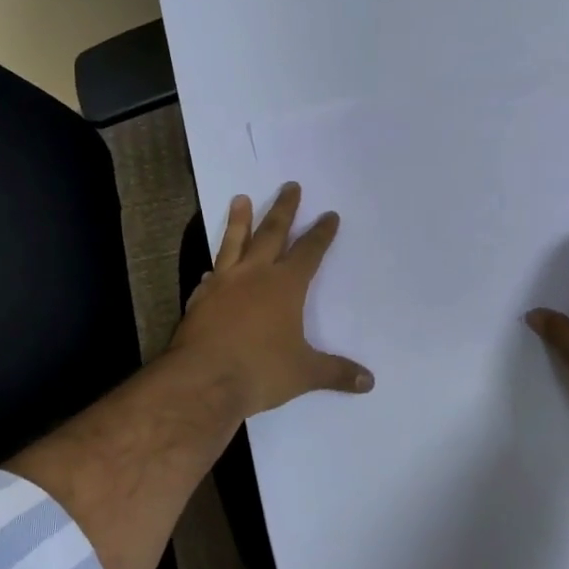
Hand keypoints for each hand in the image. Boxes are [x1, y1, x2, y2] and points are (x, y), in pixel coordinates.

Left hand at [169, 183, 374, 418]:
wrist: (201, 380)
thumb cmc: (259, 371)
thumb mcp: (304, 373)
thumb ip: (336, 373)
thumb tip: (369, 382)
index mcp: (285, 286)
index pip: (309, 251)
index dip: (321, 233)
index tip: (329, 215)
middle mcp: (254, 275)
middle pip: (272, 233)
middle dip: (284, 209)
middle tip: (290, 186)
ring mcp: (223, 283)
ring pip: (234, 243)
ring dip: (239, 220)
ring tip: (240, 199)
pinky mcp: (199, 298)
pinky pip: (211, 276)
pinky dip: (215, 268)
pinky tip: (211, 269)